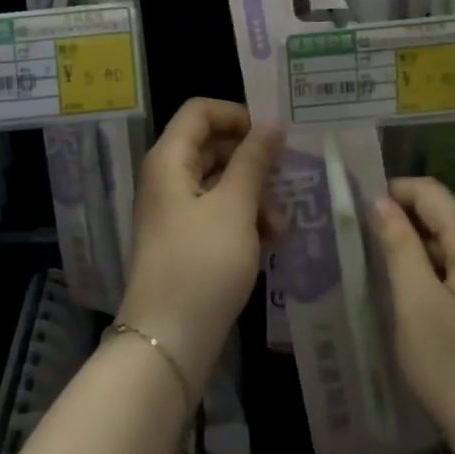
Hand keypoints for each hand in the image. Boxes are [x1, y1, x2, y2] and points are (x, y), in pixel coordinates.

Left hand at [118, 98, 281, 398]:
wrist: (168, 342)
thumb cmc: (202, 264)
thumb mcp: (234, 207)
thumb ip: (253, 161)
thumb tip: (270, 125)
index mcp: (169, 159)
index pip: (199, 111)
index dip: (236, 115)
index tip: (272, 135)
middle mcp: (166, 178)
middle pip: (211, 145)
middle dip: (251, 160)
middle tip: (288, 177)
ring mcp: (173, 211)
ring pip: (217, 182)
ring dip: (252, 194)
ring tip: (280, 223)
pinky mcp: (184, 241)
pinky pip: (216, 212)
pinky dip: (242, 218)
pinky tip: (269, 240)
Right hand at [372, 177, 454, 449]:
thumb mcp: (416, 303)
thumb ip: (398, 245)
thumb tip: (380, 201)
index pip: (431, 193)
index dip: (392, 190)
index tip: (354, 206)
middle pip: (441, 217)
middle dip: (399, 220)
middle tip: (356, 236)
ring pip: (446, 248)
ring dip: (411, 249)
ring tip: (373, 264)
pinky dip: (427, 276)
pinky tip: (405, 299)